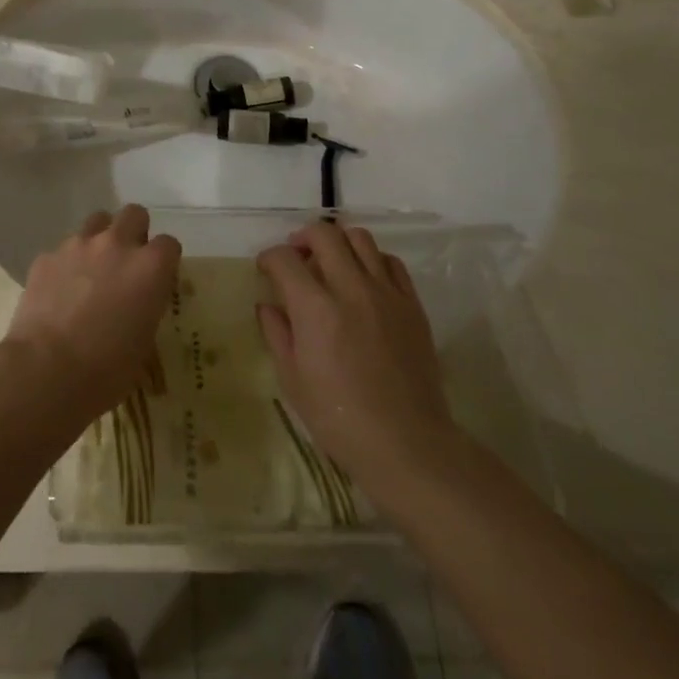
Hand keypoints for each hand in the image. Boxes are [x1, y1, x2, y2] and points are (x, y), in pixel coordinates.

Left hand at [4, 204, 180, 425]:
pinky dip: (67, 263)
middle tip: (127, 260)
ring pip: (97, 221)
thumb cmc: (106, 370)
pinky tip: (60, 290)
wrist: (46, 371)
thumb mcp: (144, 343)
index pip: (169, 244)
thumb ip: (146, 308)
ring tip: (93, 268)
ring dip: (100, 238)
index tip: (158, 277)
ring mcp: (79, 245)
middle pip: (134, 214)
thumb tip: (138, 303)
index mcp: (150, 267)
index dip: (164, 260)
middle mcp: (117, 244)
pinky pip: (63, 249)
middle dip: (134, 230)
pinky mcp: (47, 256)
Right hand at [257, 222, 456, 500]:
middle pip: (324, 234)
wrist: (407, 444)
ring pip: (360, 238)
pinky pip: (391, 262)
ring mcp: (385, 293)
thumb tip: (267, 305)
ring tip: (331, 262)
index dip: (269, 258)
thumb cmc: (340, 420)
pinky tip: (364, 279)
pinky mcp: (412, 304)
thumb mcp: (293, 381)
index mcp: (315, 309)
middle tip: (297, 256)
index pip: (285, 259)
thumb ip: (277, 334)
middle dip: (302, 238)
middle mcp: (350, 288)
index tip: (266, 268)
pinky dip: (372, 260)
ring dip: (339, 242)